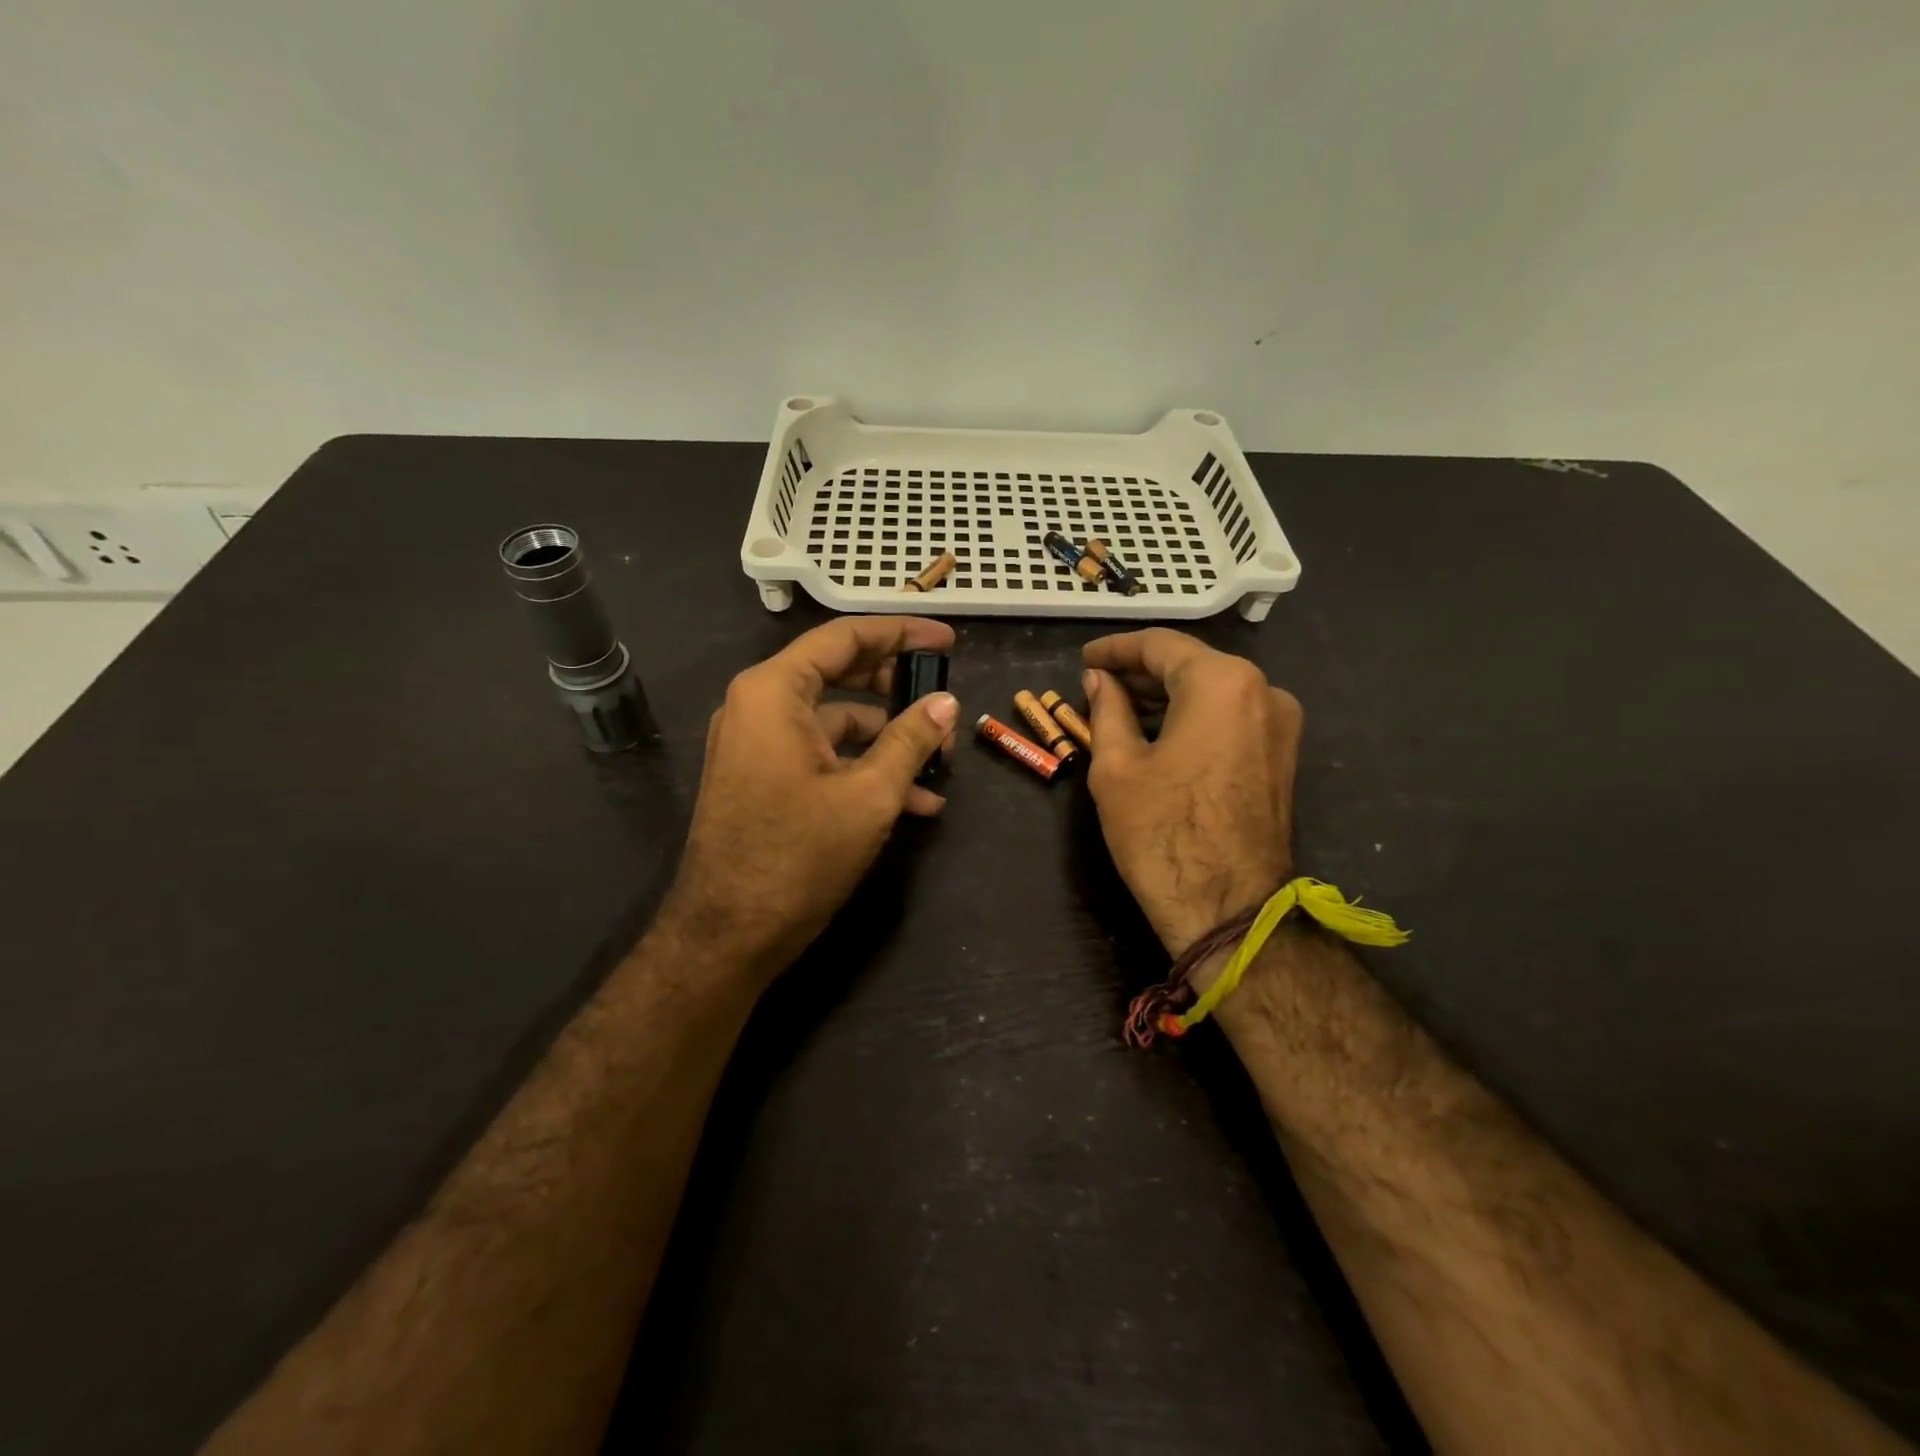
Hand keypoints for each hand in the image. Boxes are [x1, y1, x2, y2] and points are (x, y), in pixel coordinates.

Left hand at [663, 616, 959, 983]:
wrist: (727, 934)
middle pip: (839, 673)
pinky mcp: (763, 778)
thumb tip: (946, 704)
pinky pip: (820, 754)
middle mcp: (758, 706)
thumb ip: (911, 739)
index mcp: (774, 692)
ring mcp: (757, 744)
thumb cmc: (798, 855)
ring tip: (941, 763)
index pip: (844, 638)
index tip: (948, 641)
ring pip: (835, 720)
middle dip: (897, 687)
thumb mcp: (869, 795)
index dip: (902, 633)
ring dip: (888, 738)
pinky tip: (913, 801)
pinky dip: (863, 767)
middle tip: (943, 698)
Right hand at [1081, 629, 1300, 956]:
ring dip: (1166, 695)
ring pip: (1213, 690)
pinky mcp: (1282, 755)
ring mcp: (1281, 724)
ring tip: (1119, 709)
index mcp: (1222, 682)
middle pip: (1192, 664)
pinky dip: (1192, 716)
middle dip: (1141, 672)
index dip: (1116, 649)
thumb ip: (1107, 709)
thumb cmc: (1162, 832)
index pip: (1161, 645)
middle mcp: (1263, 690)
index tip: (1085, 658)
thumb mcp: (1116, 766)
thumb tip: (1099, 679)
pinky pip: (1231, 717)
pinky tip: (1158, 732)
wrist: (1228, 909)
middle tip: (1096, 685)